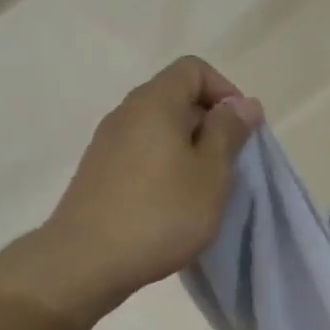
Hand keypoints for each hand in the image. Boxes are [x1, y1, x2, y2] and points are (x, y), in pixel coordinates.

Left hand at [0, 57, 260, 327]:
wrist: (86, 261)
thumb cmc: (161, 213)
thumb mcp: (211, 174)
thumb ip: (229, 133)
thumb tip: (244, 103)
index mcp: (155, 102)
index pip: (194, 69)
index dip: (225, 92)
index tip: (240, 131)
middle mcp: (126, 113)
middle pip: (176, 97)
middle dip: (210, 124)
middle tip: (228, 165)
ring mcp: (107, 143)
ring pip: (159, 128)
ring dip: (189, 149)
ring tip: (204, 189)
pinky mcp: (98, 172)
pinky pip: (142, 152)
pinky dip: (165, 166)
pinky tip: (173, 204)